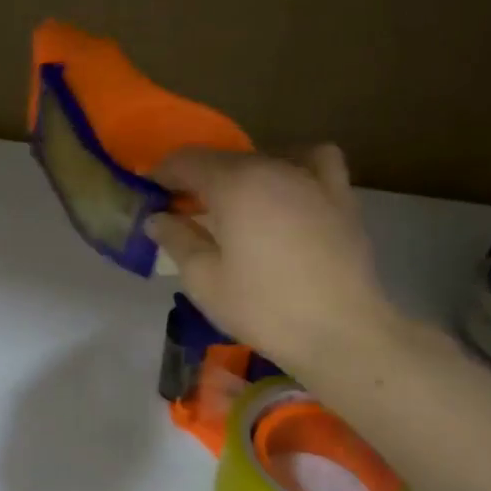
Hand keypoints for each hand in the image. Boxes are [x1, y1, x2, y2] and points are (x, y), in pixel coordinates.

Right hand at [147, 145, 401, 379]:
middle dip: (197, 178)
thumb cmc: (263, 308)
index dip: (162, 174)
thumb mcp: (204, 280)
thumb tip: (157, 218)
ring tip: (233, 204)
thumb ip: (177, 240)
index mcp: (235, 184)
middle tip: (183, 211)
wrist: (340, 332)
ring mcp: (311, 178)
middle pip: (224, 158)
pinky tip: (286, 189)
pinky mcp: (340, 196)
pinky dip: (293, 165)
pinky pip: (314, 160)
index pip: (187, 161)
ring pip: (264, 158)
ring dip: (239, 174)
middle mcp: (273, 167)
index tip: (150, 196)